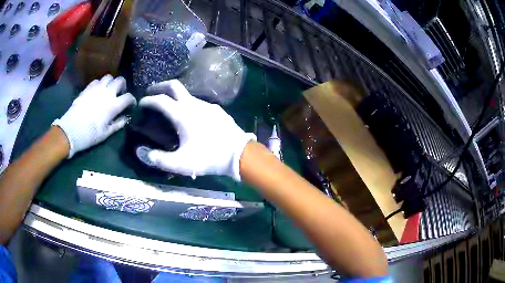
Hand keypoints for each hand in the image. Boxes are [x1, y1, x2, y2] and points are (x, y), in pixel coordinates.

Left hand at [53, 75, 136, 157]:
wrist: (71, 130)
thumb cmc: (90, 135)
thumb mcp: (106, 133)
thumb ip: (118, 124)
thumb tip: (125, 118)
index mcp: (114, 105)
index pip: (128, 97)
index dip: (132, 100)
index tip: (131, 104)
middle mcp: (107, 93)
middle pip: (120, 81)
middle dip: (123, 86)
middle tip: (120, 93)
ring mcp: (97, 88)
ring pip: (108, 77)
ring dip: (111, 83)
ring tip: (108, 90)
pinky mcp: (88, 88)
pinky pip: (97, 81)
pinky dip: (100, 84)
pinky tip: (97, 91)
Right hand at [139, 80, 255, 180]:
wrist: (240, 154)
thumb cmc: (209, 157)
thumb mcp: (181, 164)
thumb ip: (159, 159)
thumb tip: (142, 153)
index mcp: (182, 114)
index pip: (160, 100)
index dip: (148, 99)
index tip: (140, 102)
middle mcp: (193, 104)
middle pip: (174, 85)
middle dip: (160, 86)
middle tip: (151, 92)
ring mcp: (207, 105)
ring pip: (186, 94)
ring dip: (174, 96)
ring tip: (168, 106)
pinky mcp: (217, 110)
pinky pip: (197, 102)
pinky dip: (187, 103)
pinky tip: (189, 116)